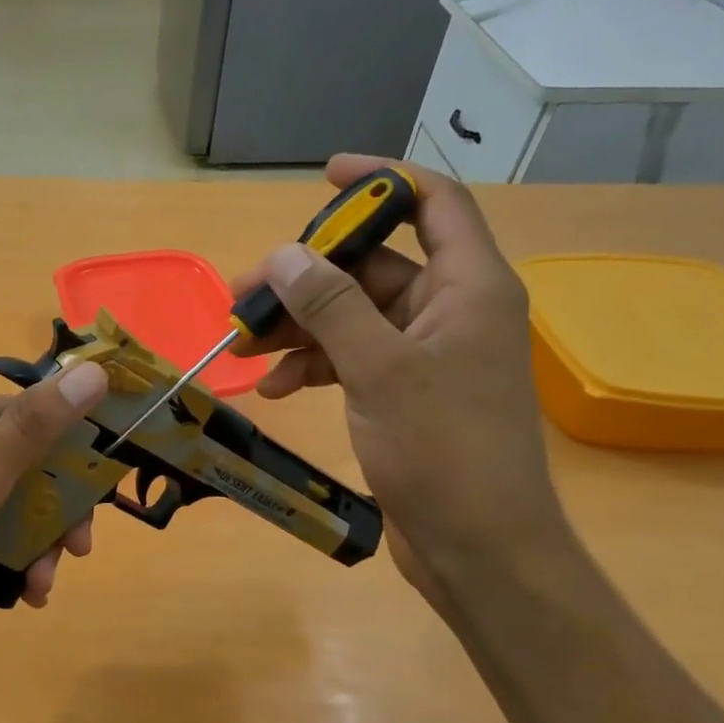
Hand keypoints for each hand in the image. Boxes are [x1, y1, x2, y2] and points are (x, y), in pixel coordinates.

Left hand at [0, 362, 109, 649]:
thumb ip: (37, 424)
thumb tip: (94, 370)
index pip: (42, 420)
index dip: (78, 460)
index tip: (99, 506)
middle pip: (32, 466)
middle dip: (57, 513)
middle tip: (75, 553)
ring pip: (15, 503)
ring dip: (38, 543)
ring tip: (42, 585)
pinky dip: (13, 555)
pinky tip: (25, 590)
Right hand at [227, 155, 567, 605]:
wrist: (478, 546)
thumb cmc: (443, 450)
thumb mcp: (379, 370)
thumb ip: (332, 307)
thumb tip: (284, 256)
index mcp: (468, 287)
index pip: (434, 204)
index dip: (382, 181)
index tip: (324, 176)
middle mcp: (449, 310)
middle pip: (373, 266)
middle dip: (307, 277)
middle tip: (245, 293)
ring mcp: (426, 354)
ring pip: (352, 316)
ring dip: (299, 327)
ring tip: (245, 347)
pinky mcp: (404, 392)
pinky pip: (350, 358)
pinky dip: (312, 366)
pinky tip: (275, 388)